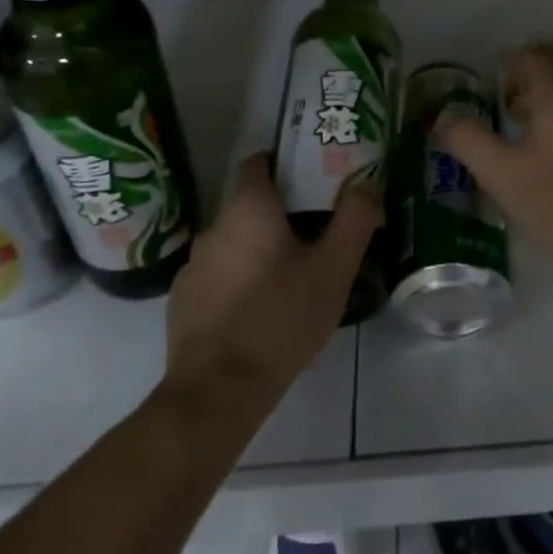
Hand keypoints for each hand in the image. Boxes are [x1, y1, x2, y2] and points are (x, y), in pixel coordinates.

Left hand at [159, 154, 378, 403]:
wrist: (218, 392)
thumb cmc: (281, 318)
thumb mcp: (334, 268)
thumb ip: (355, 219)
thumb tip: (368, 183)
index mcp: (248, 209)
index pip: (259, 161)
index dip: (287, 161)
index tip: (316, 176)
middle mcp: (214, 228)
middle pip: (251, 202)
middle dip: (284, 210)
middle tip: (319, 228)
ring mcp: (194, 266)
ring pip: (236, 240)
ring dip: (262, 246)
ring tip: (295, 270)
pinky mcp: (184, 301)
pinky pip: (220, 273)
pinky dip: (241, 277)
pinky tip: (264, 305)